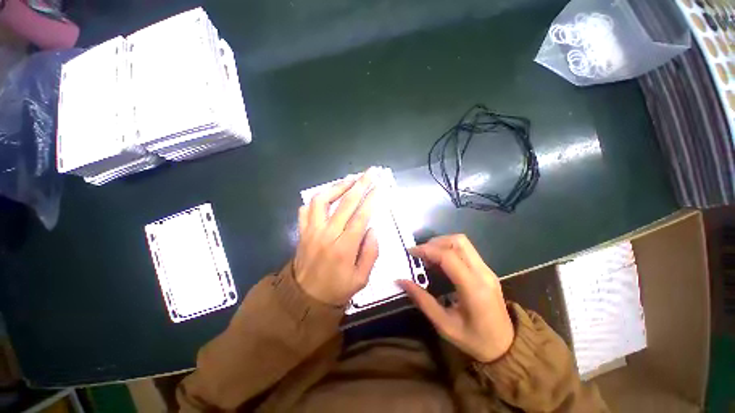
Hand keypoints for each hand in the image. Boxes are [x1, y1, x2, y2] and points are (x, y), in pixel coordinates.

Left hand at [294, 169, 379, 305]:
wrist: (304, 300)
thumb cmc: (337, 290)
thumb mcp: (361, 279)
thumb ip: (370, 252)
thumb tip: (372, 229)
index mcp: (344, 248)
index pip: (361, 216)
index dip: (372, 199)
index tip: (380, 186)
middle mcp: (327, 235)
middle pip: (345, 203)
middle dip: (360, 184)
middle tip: (370, 172)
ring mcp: (311, 231)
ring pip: (322, 200)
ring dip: (337, 186)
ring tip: (350, 179)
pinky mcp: (302, 232)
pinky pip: (306, 210)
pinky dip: (317, 200)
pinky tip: (328, 195)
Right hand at [397, 235, 513, 362]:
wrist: (507, 347)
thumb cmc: (475, 340)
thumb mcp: (444, 325)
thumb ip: (422, 300)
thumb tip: (401, 281)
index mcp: (474, 288)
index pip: (448, 256)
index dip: (427, 250)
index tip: (411, 252)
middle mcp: (483, 273)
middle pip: (458, 241)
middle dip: (435, 243)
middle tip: (420, 255)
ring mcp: (487, 270)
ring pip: (462, 243)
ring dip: (442, 244)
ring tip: (428, 258)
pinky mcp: (487, 270)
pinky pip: (466, 250)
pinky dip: (449, 250)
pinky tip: (440, 263)